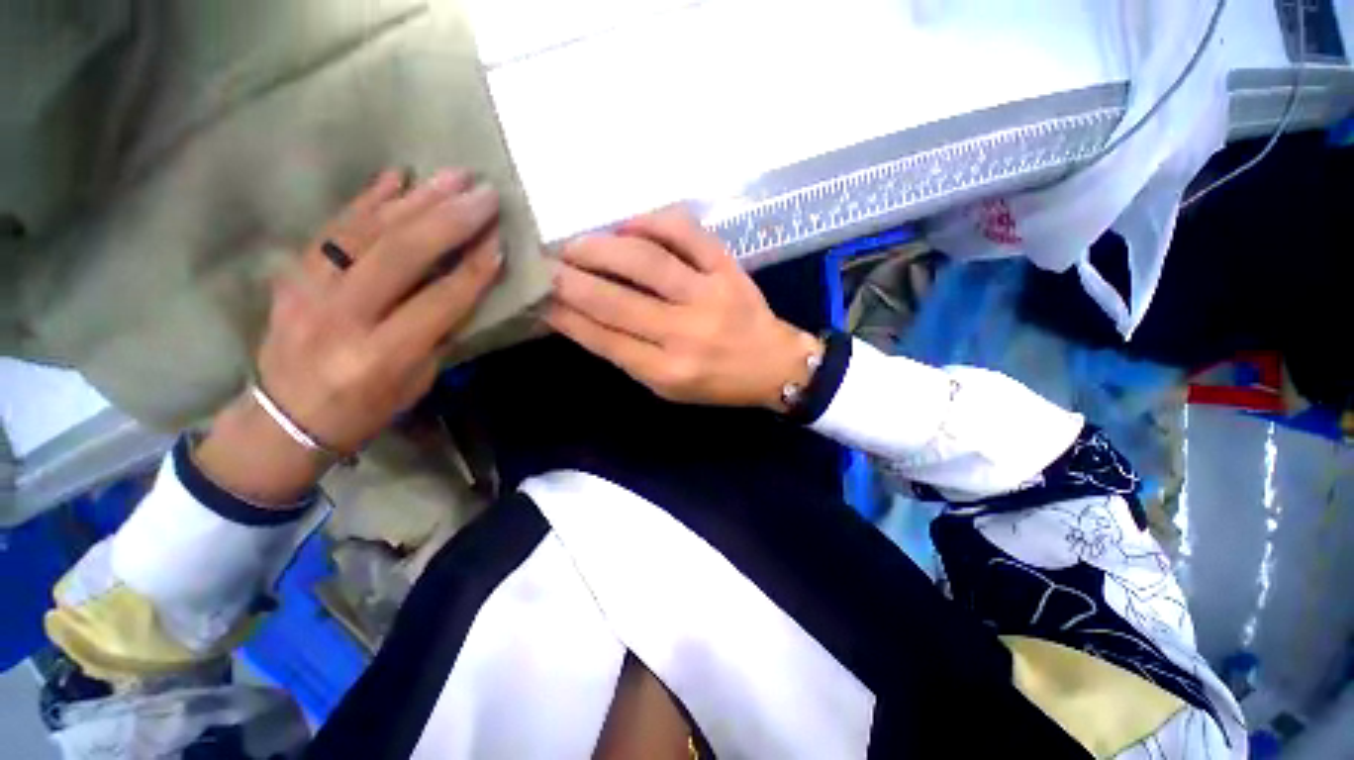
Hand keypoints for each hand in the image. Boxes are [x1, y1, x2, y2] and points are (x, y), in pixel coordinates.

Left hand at [195, 168, 503, 503]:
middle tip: (484, 194)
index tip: (501, 240)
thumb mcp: (418, 381)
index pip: (440, 301)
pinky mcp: (292, 272)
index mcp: (381, 355)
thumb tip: (466, 284)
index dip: (474, 269)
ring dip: (417, 199)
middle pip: (401, 254)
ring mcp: (309, 288)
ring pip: (368, 231)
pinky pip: (333, 226)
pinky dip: (368, 199)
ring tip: (453, 176)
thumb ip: (441, 332)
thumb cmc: (366, 407)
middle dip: (450, 220)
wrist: (285, 417)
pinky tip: (398, 178)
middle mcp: (342, 316)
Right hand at [547, 208, 820, 408]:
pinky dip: (651, 220)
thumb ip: (626, 353)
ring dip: (601, 247)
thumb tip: (578, 318)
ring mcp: (710, 295)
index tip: (536, 296)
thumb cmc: (716, 383)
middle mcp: (686, 333)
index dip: (564, 315)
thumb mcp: (667, 386)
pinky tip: (626, 225)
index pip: (604, 338)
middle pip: (616, 300)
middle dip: (570, 279)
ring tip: (575, 244)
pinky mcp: (728, 268)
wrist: (773, 365)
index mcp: (668, 371)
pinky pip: (686, 232)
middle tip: (544, 264)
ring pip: (646, 261)